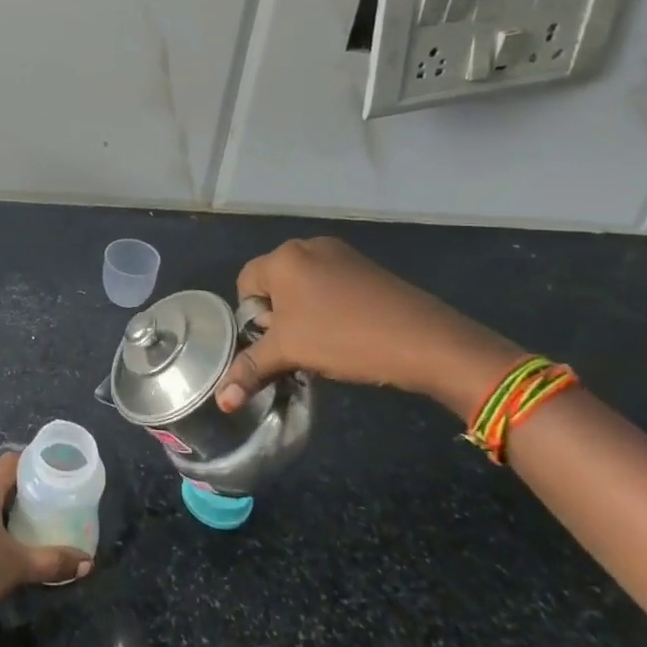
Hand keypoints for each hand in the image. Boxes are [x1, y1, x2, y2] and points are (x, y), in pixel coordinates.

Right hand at [216, 237, 521, 420]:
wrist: (425, 341)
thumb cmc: (344, 339)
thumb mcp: (290, 353)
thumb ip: (251, 369)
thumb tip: (221, 401)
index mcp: (283, 257)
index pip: (245, 284)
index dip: (252, 317)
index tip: (273, 343)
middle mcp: (307, 246)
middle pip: (274, 283)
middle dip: (278, 316)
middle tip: (297, 345)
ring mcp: (341, 254)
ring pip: (304, 285)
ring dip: (304, 313)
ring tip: (323, 343)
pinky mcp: (366, 268)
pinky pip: (331, 284)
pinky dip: (329, 307)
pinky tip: (347, 333)